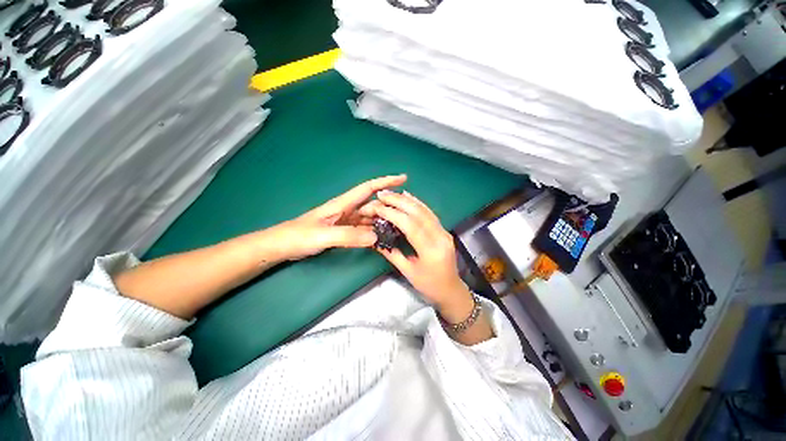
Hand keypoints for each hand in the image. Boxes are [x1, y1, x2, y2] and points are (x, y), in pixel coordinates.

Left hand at [273, 175, 407, 260]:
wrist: (281, 246)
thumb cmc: (298, 236)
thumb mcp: (323, 235)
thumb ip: (348, 235)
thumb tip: (375, 236)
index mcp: (342, 204)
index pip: (368, 188)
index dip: (385, 181)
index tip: (402, 178)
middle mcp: (346, 210)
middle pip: (372, 205)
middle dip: (388, 206)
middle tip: (406, 215)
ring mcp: (345, 222)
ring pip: (369, 218)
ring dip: (383, 220)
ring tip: (398, 227)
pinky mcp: (343, 231)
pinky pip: (363, 229)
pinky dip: (373, 232)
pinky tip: (381, 238)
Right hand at [360, 190, 474, 322]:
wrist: (451, 290)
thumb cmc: (429, 286)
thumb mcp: (408, 272)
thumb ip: (391, 253)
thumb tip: (374, 239)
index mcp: (431, 251)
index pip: (411, 226)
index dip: (393, 214)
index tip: (378, 207)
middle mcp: (440, 237)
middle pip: (418, 213)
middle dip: (398, 201)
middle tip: (382, 194)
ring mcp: (444, 232)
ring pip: (425, 210)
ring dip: (407, 199)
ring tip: (391, 193)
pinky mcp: (444, 230)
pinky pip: (430, 213)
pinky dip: (417, 203)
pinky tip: (408, 197)